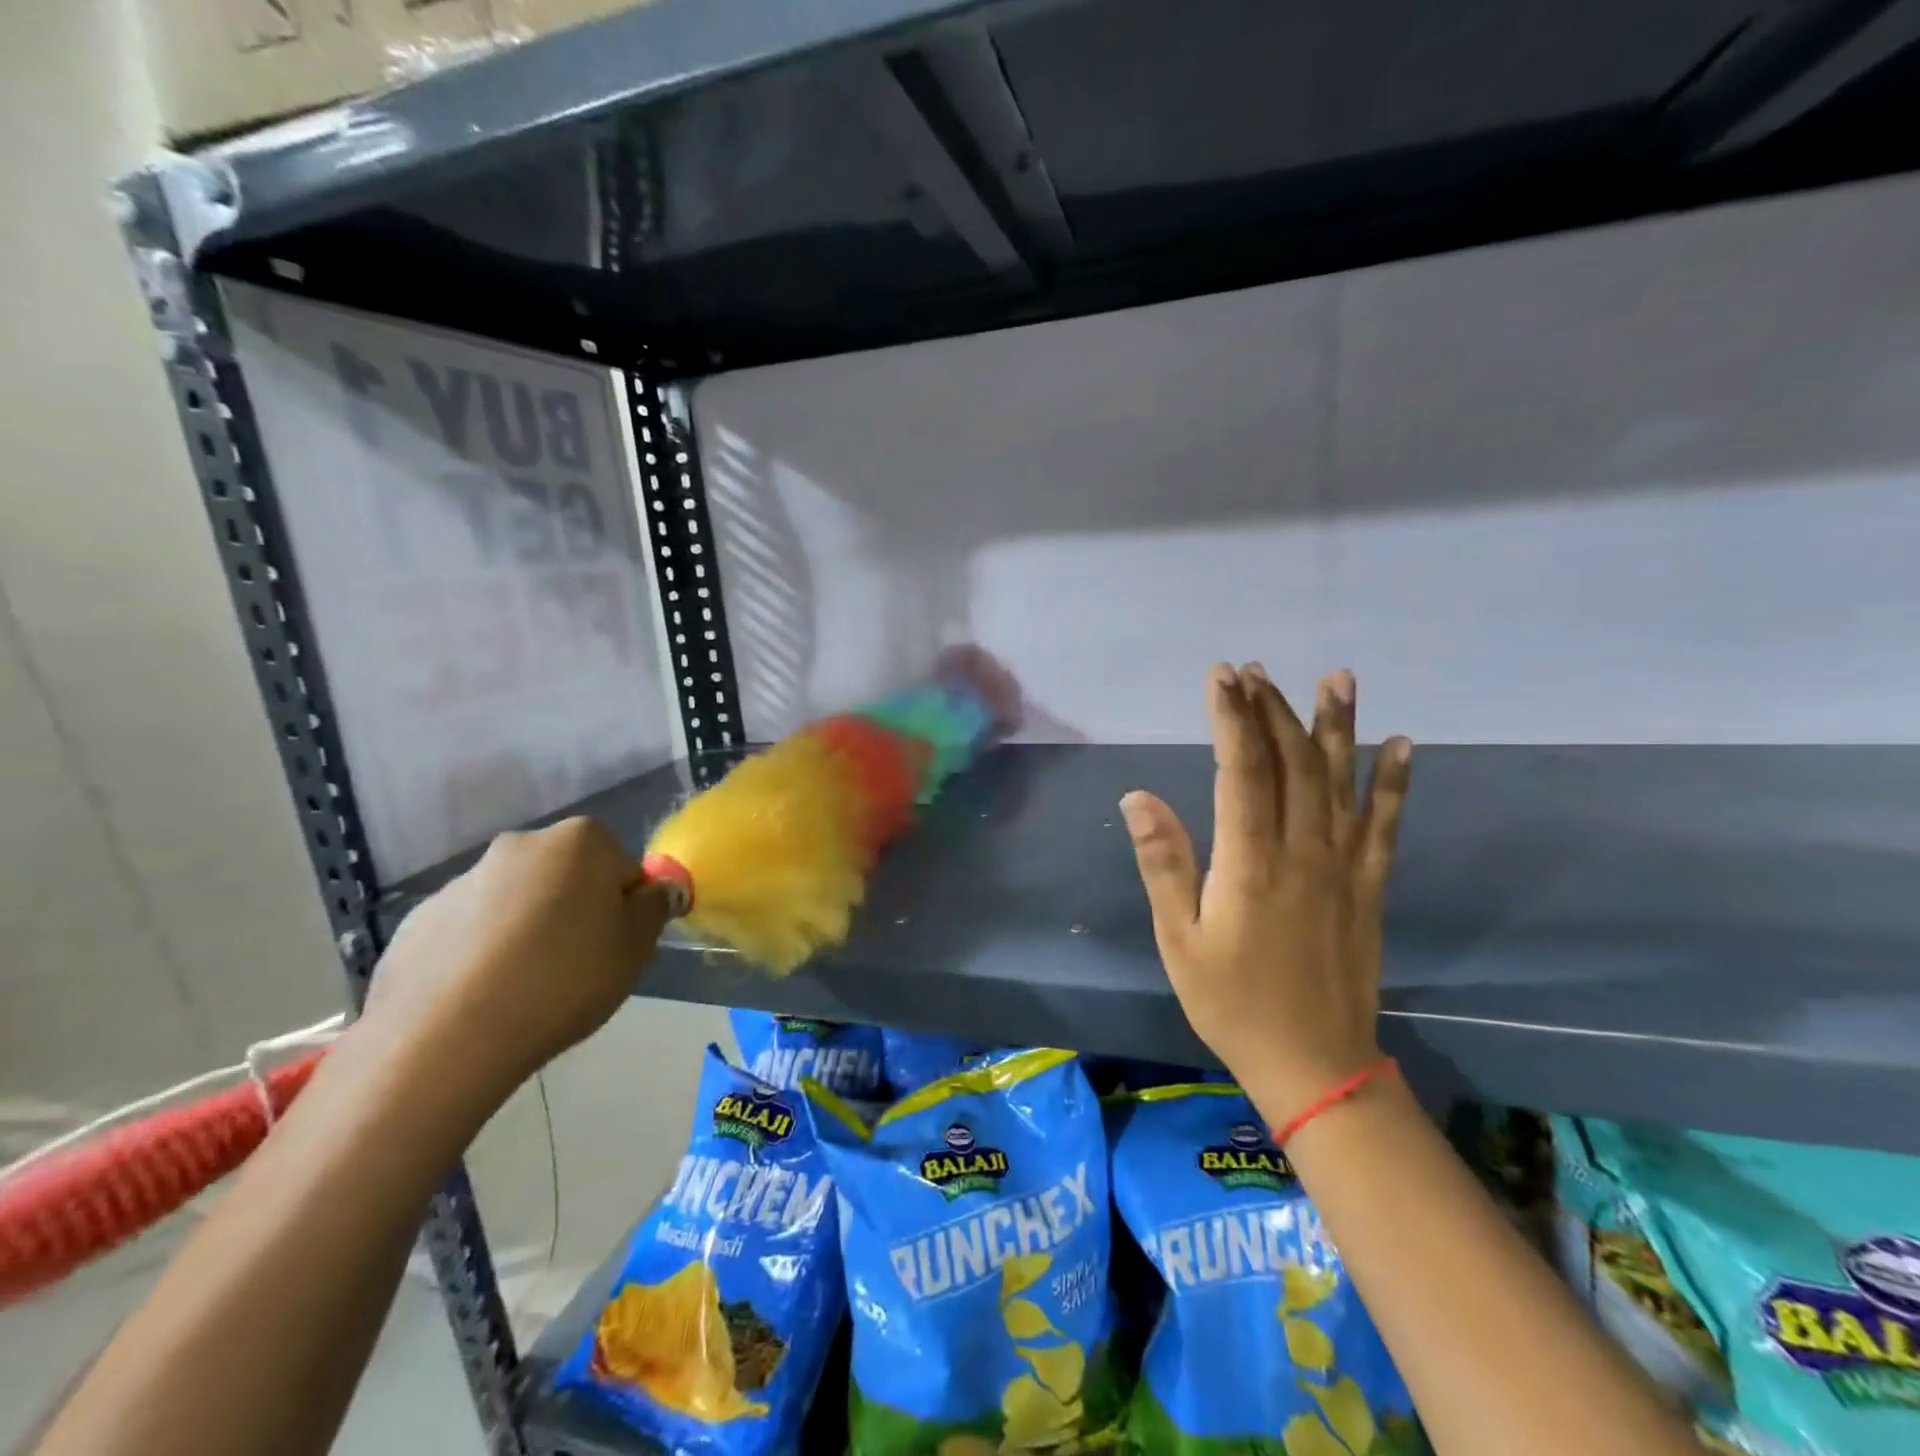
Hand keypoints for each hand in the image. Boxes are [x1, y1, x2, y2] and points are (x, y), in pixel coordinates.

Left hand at [364, 818, 671, 1090]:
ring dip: (528, 929)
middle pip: (567, 876)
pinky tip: (483, 996)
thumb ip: (655, 907)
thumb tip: (656, 889)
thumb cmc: (564, 980)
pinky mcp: (418, 920)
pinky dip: (483, 951)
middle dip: (575, 910)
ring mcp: (463, 881)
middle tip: (577, 965)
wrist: (447, 1037)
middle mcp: (521, 845)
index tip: (614, 946)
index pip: (623, 867)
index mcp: (580, 841)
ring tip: (526, 988)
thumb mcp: (636, 947)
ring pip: (517, 901)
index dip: (625, 907)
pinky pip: (471, 930)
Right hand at [1120, 664, 1410, 1124]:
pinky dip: (1395, 784)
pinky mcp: (1368, 886)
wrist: (1314, 1064)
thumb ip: (1164, 863)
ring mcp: (1343, 867)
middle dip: (1272, 710)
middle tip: (1255, 671)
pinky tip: (1402, 745)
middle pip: (1292, 763)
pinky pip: (1385, 825)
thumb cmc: (1231, 1002)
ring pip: (1341, 781)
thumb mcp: (1179, 940)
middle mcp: (1302, 851)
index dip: (1232, 718)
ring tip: (1337, 678)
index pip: (1241, 770)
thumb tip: (1138, 796)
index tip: (1221, 676)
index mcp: (1250, 862)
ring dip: (1337, 726)